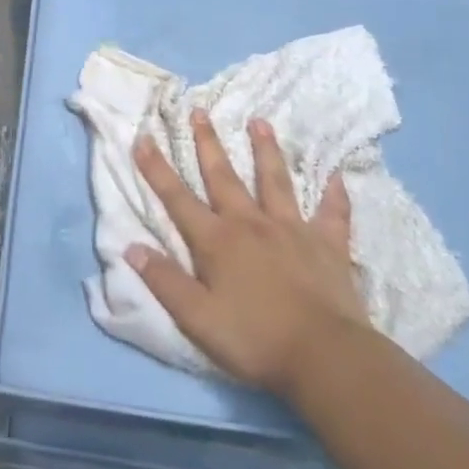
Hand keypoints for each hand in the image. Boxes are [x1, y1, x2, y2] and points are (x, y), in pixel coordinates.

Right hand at [126, 109, 372, 395]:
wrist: (326, 358)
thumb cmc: (256, 339)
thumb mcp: (197, 318)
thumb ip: (164, 281)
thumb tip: (130, 247)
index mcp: (216, 241)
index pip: (178, 198)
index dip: (157, 168)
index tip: (143, 136)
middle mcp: (250, 224)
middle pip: (224, 177)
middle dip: (208, 143)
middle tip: (200, 110)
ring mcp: (292, 230)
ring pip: (275, 181)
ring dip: (266, 150)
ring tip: (260, 122)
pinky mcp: (328, 246)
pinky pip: (333, 214)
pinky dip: (335, 195)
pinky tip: (337, 176)